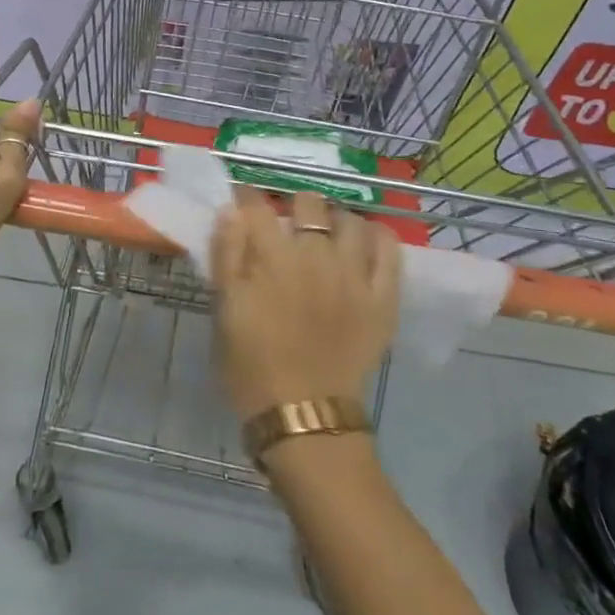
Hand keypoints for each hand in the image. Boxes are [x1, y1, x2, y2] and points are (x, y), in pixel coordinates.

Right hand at [210, 191, 398, 418]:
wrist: (303, 415)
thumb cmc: (251, 365)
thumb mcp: (225, 310)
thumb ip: (227, 256)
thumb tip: (230, 210)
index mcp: (272, 258)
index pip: (257, 206)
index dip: (246, 199)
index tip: (242, 206)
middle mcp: (316, 256)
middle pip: (308, 203)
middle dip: (293, 206)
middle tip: (287, 227)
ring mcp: (354, 275)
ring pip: (351, 220)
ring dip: (334, 221)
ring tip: (326, 236)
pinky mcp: (383, 297)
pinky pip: (390, 250)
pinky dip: (377, 238)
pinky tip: (364, 245)